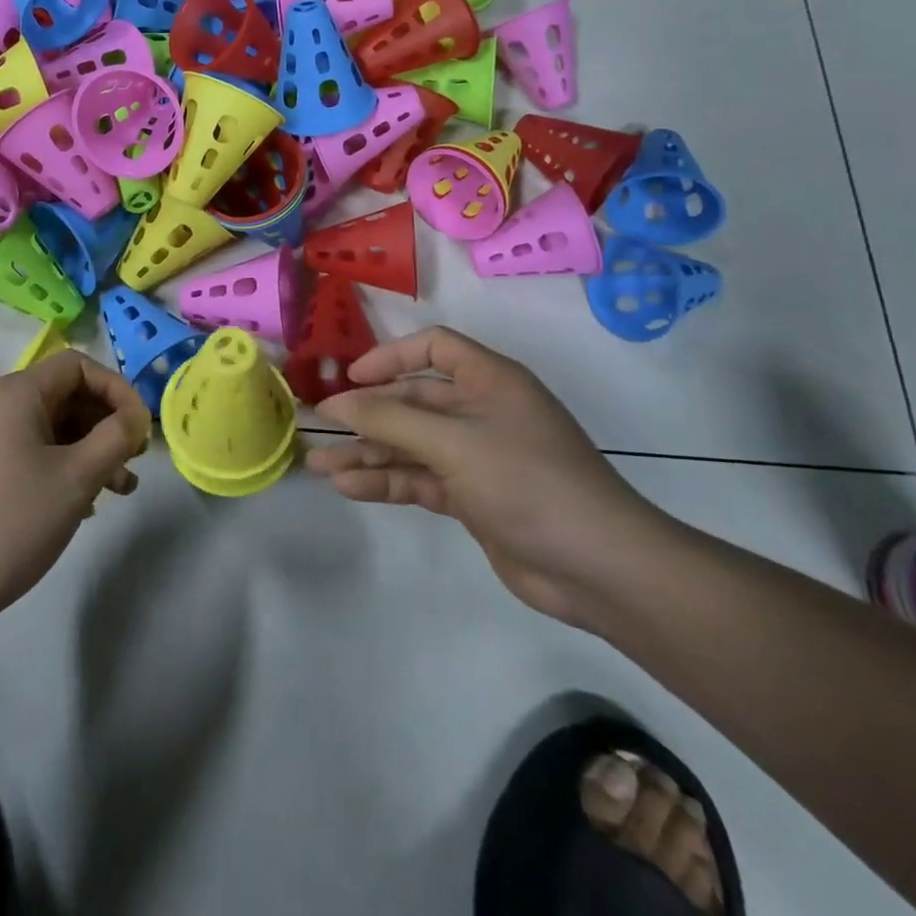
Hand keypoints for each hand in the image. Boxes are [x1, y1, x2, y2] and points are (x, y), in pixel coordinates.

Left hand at [0, 351, 149, 628]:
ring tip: (115, 491)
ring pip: (42, 426)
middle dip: (103, 425)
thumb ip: (116, 438)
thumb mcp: (77, 479)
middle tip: (132, 463)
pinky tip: (74, 503)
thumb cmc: (10, 526)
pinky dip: (53, 463)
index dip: (117, 391)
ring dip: (83, 449)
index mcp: (13, 393)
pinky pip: (20, 448)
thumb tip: (135, 417)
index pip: (78, 366)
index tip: (140, 430)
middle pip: (61, 395)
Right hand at [309, 327, 672, 624]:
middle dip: (366, 415)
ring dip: (367, 453)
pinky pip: (420, 479)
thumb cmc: (526, 480)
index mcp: (488, 380)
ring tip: (319, 466)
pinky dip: (386, 481)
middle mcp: (481, 411)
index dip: (389, 357)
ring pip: (410, 444)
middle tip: (319, 429)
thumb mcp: (452, 442)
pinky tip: (349, 488)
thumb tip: (334, 404)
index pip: (433, 348)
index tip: (350, 378)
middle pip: (412, 401)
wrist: (597, 567)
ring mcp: (476, 456)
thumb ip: (389, 420)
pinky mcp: (472, 497)